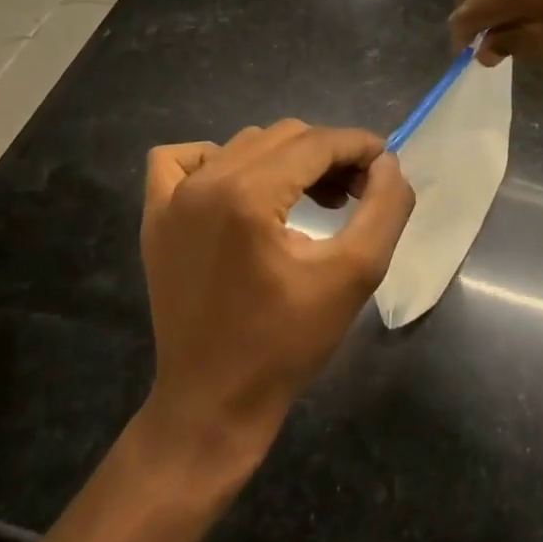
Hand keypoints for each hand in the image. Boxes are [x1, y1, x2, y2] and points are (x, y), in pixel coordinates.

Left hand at [137, 120, 414, 463]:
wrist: (213, 404)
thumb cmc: (287, 343)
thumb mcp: (355, 275)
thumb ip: (384, 208)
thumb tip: (387, 163)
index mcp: (248, 195)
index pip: (316, 143)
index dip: (358, 147)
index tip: (385, 165)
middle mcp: (204, 183)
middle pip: (284, 137)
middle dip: (329, 155)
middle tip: (358, 191)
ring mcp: (171, 199)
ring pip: (244, 145)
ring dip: (287, 159)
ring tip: (316, 198)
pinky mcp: (155, 219)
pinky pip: (180, 160)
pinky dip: (216, 159)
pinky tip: (240, 188)